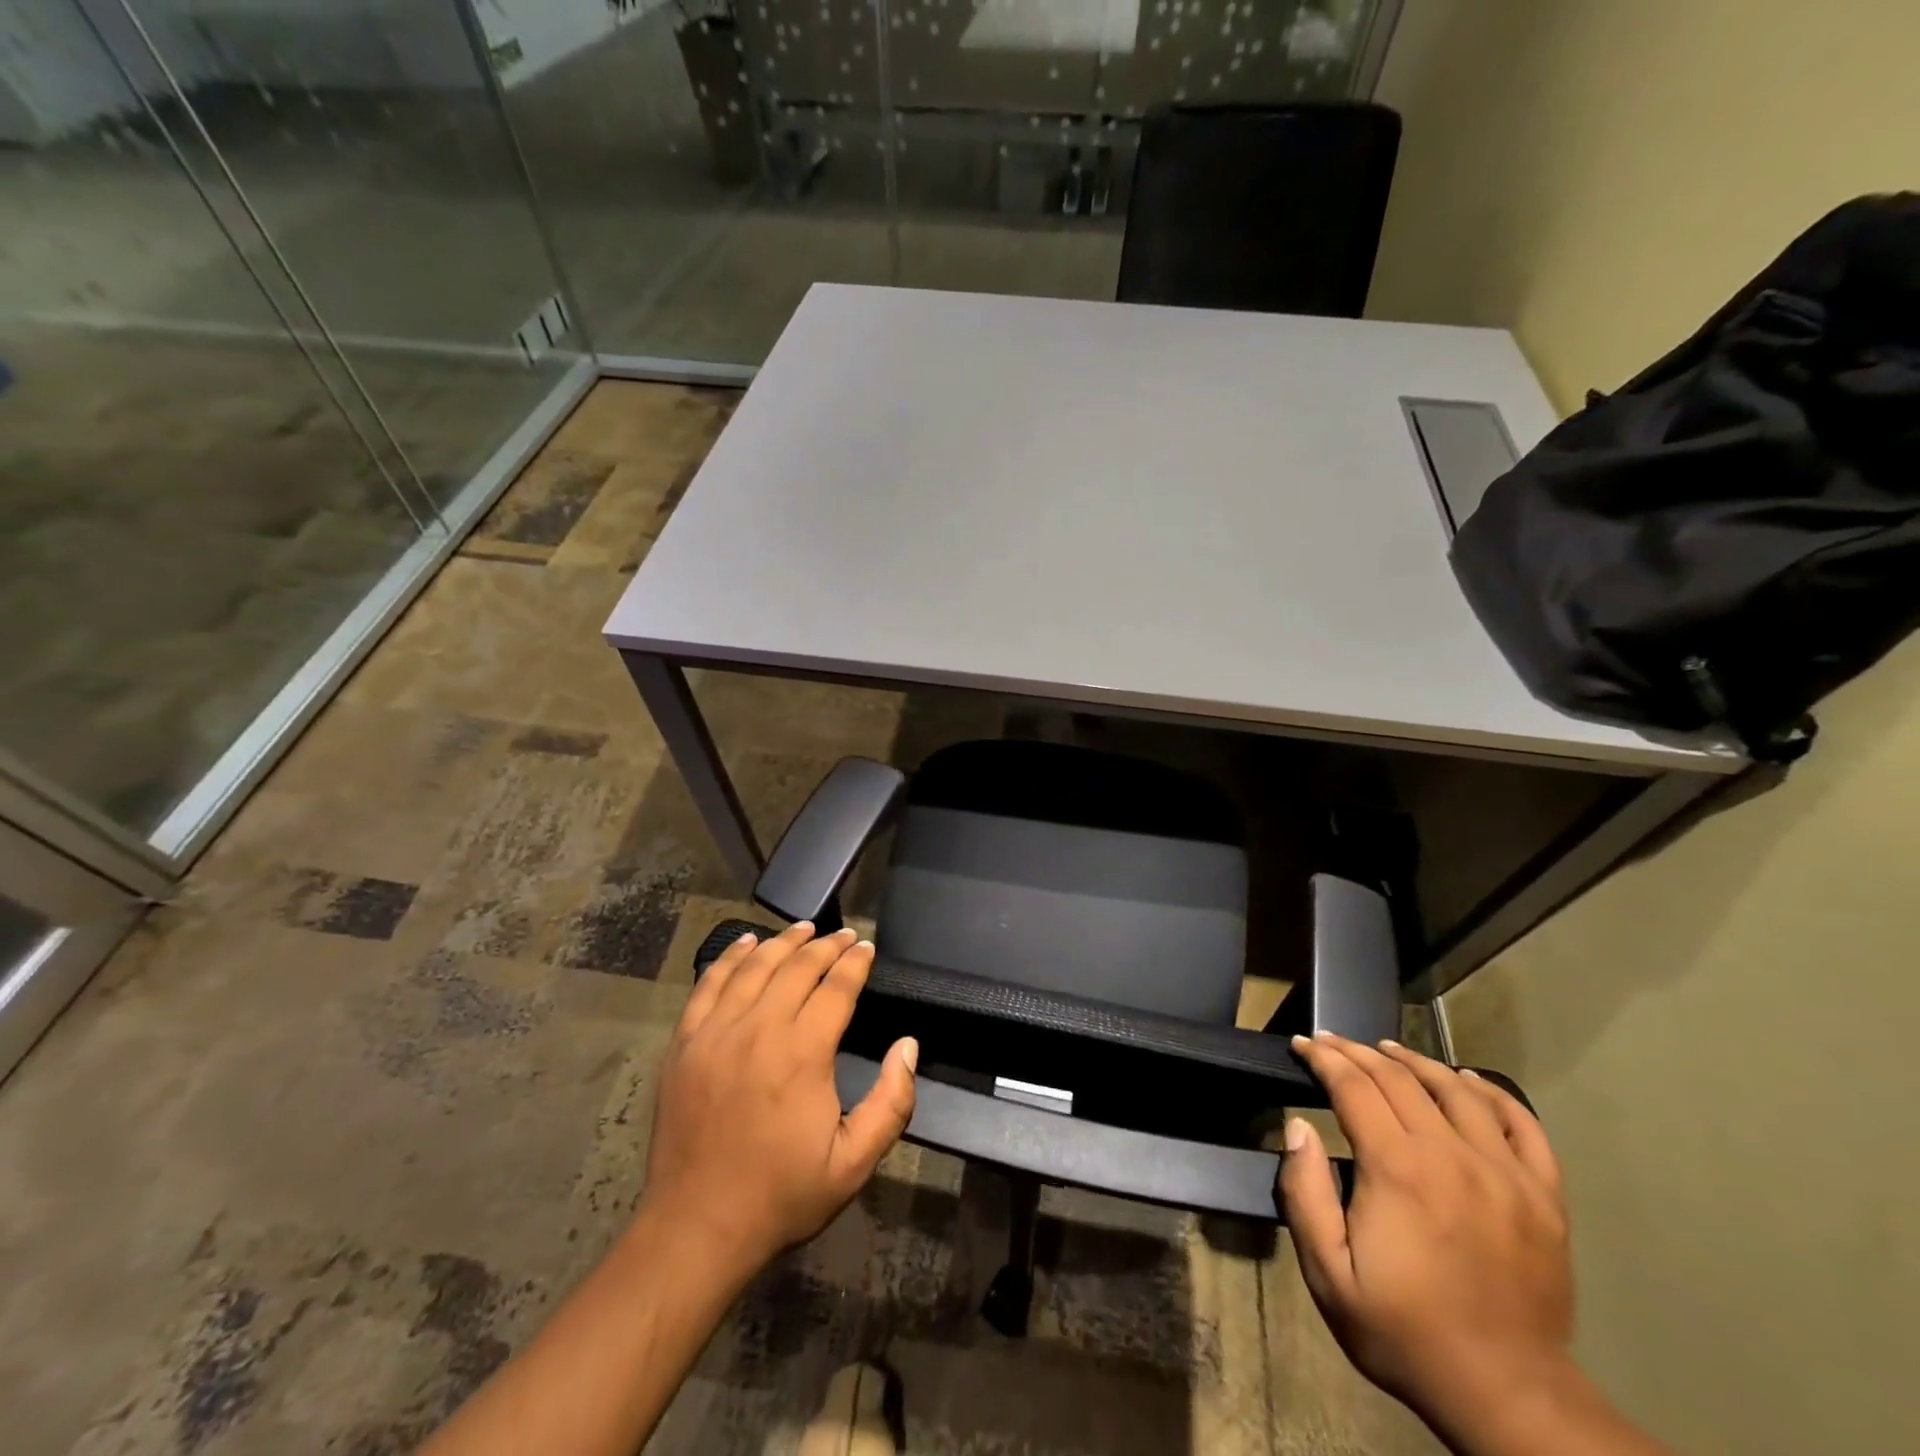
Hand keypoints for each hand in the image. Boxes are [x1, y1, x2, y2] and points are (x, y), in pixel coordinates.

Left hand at [643, 922, 917, 1275]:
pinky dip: (731, 957)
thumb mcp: (853, 1163)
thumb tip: (908, 1046)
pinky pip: (709, 984)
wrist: (697, 1227)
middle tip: (844, 935)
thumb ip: (892, 1102)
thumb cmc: (781, 1194)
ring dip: (783, 942)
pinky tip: (746, 943)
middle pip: (797, 967)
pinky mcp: (686, 1043)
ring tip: (804, 928)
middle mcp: (759, 1029)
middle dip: (826, 945)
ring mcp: (716, 1032)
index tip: (867, 947)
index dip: (854, 963)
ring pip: (754, 967)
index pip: (835, 987)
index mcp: (802, 1053)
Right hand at [1280, 1034, 1575, 1446]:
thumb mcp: (1328, 1274)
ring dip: (1416, 1061)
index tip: (1302, 1045)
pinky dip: (1493, 1093)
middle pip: (1399, 1078)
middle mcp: (1452, 1155)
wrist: (1507, 1395)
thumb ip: (1304, 1193)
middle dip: (1357, 1052)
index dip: (1323, 1058)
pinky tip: (1468, 1080)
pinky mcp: (1543, 1197)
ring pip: (1457, 1089)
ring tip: (1387, 1050)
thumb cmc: (1404, 1331)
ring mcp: (1505, 1173)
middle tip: (1331, 1043)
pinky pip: (1523, 1126)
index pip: (1354, 1086)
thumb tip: (1297, 1126)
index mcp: (1398, 1169)